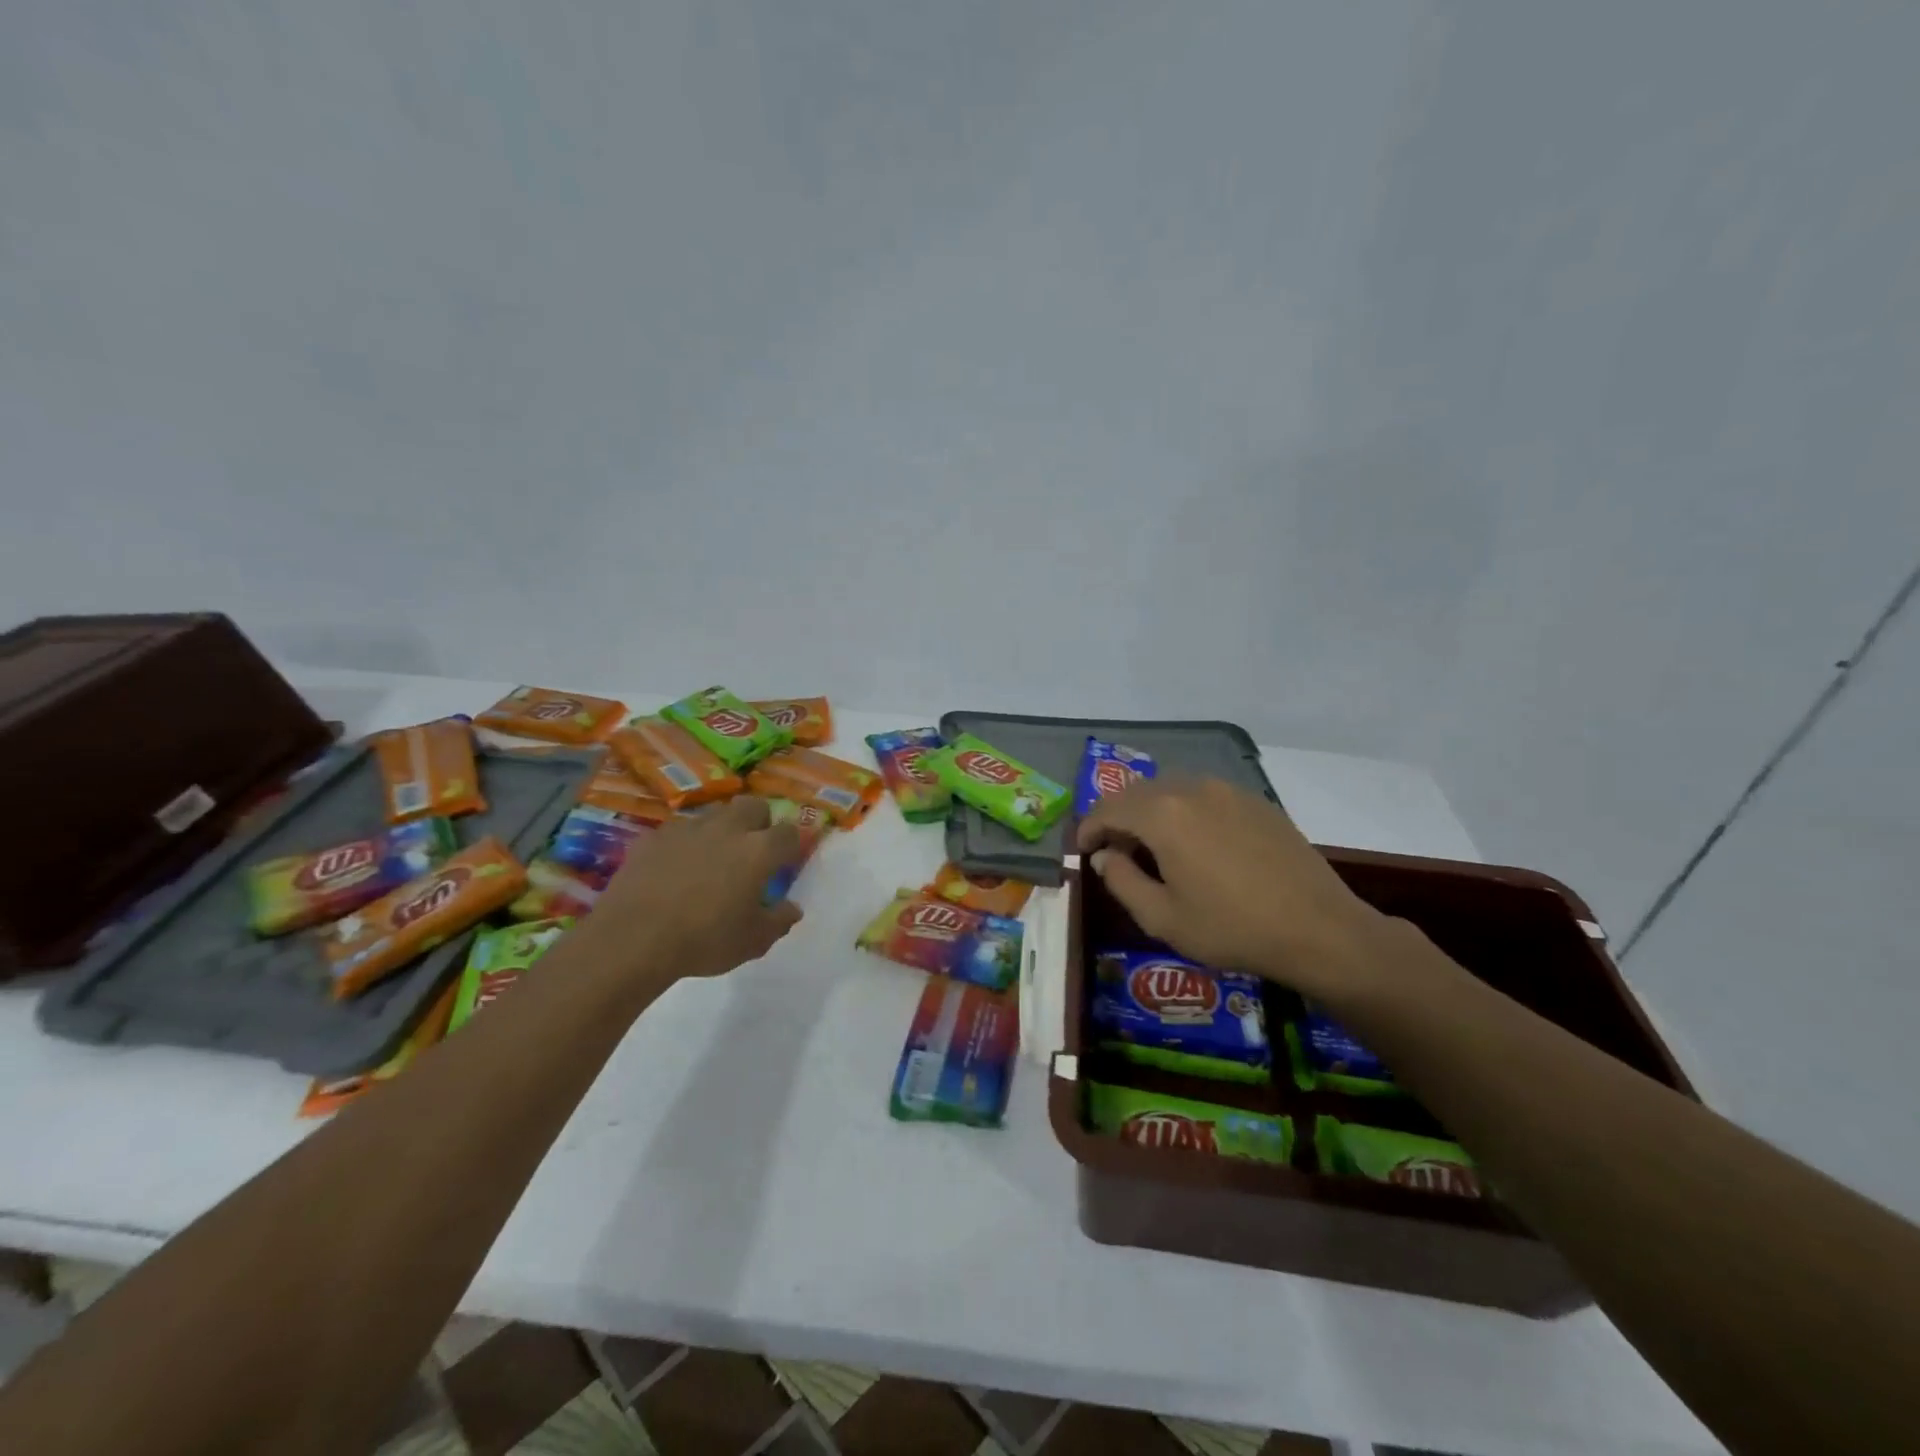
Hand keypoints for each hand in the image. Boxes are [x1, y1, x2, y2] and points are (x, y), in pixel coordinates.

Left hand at [574, 796, 810, 985]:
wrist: (632, 939)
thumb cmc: (704, 940)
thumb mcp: (753, 942)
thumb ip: (779, 921)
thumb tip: (792, 909)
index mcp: (759, 851)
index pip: (789, 832)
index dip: (791, 845)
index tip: (784, 863)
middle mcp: (727, 829)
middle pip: (753, 806)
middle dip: (758, 822)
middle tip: (751, 852)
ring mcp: (687, 829)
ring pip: (714, 815)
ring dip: (721, 830)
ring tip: (711, 860)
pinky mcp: (653, 837)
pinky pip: (677, 832)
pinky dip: (683, 845)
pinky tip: (673, 871)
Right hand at [1076, 777, 1396, 1006]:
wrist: (1319, 930)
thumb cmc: (1232, 928)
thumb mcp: (1162, 917)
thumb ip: (1121, 880)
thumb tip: (1105, 855)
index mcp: (1162, 814)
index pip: (1107, 808)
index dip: (1088, 829)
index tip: (1084, 852)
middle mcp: (1191, 788)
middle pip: (1137, 792)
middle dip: (1117, 817)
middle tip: (1114, 851)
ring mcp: (1228, 790)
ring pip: (1171, 789)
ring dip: (1151, 812)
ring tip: (1153, 847)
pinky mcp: (1256, 801)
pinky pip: (1204, 795)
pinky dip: (1184, 811)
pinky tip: (1196, 844)